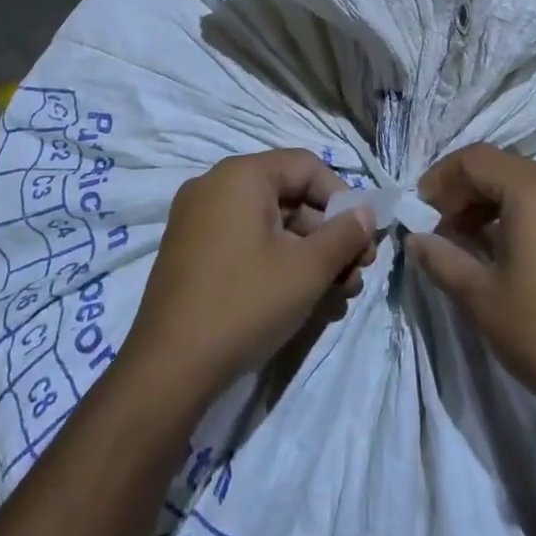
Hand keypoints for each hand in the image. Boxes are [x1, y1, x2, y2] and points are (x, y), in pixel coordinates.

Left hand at [120, 149, 375, 408]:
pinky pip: (245, 242)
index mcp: (241, 176)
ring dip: (308, 255)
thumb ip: (344, 235)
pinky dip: (276, 262)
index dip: (342, 199)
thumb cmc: (245, 304)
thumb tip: (367, 214)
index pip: (307, 167)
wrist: (168, 368)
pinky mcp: (191, 252)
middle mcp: (215, 186)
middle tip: (355, 275)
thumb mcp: (307, 270)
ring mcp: (198, 219)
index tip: (362, 239)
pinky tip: (302, 299)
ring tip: (336, 296)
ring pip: (270, 225)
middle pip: (289, 197)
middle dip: (329, 236)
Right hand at [407, 143, 535, 429]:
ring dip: (490, 203)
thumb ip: (440, 256)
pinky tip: (502, 249)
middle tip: (440, 226)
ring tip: (466, 241)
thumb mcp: (478, 295)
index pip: (476, 159)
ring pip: (526, 184)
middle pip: (502, 168)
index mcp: (535, 191)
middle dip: (465, 191)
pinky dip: (519, 213)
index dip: (442, 177)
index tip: (422, 209)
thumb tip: (414, 238)